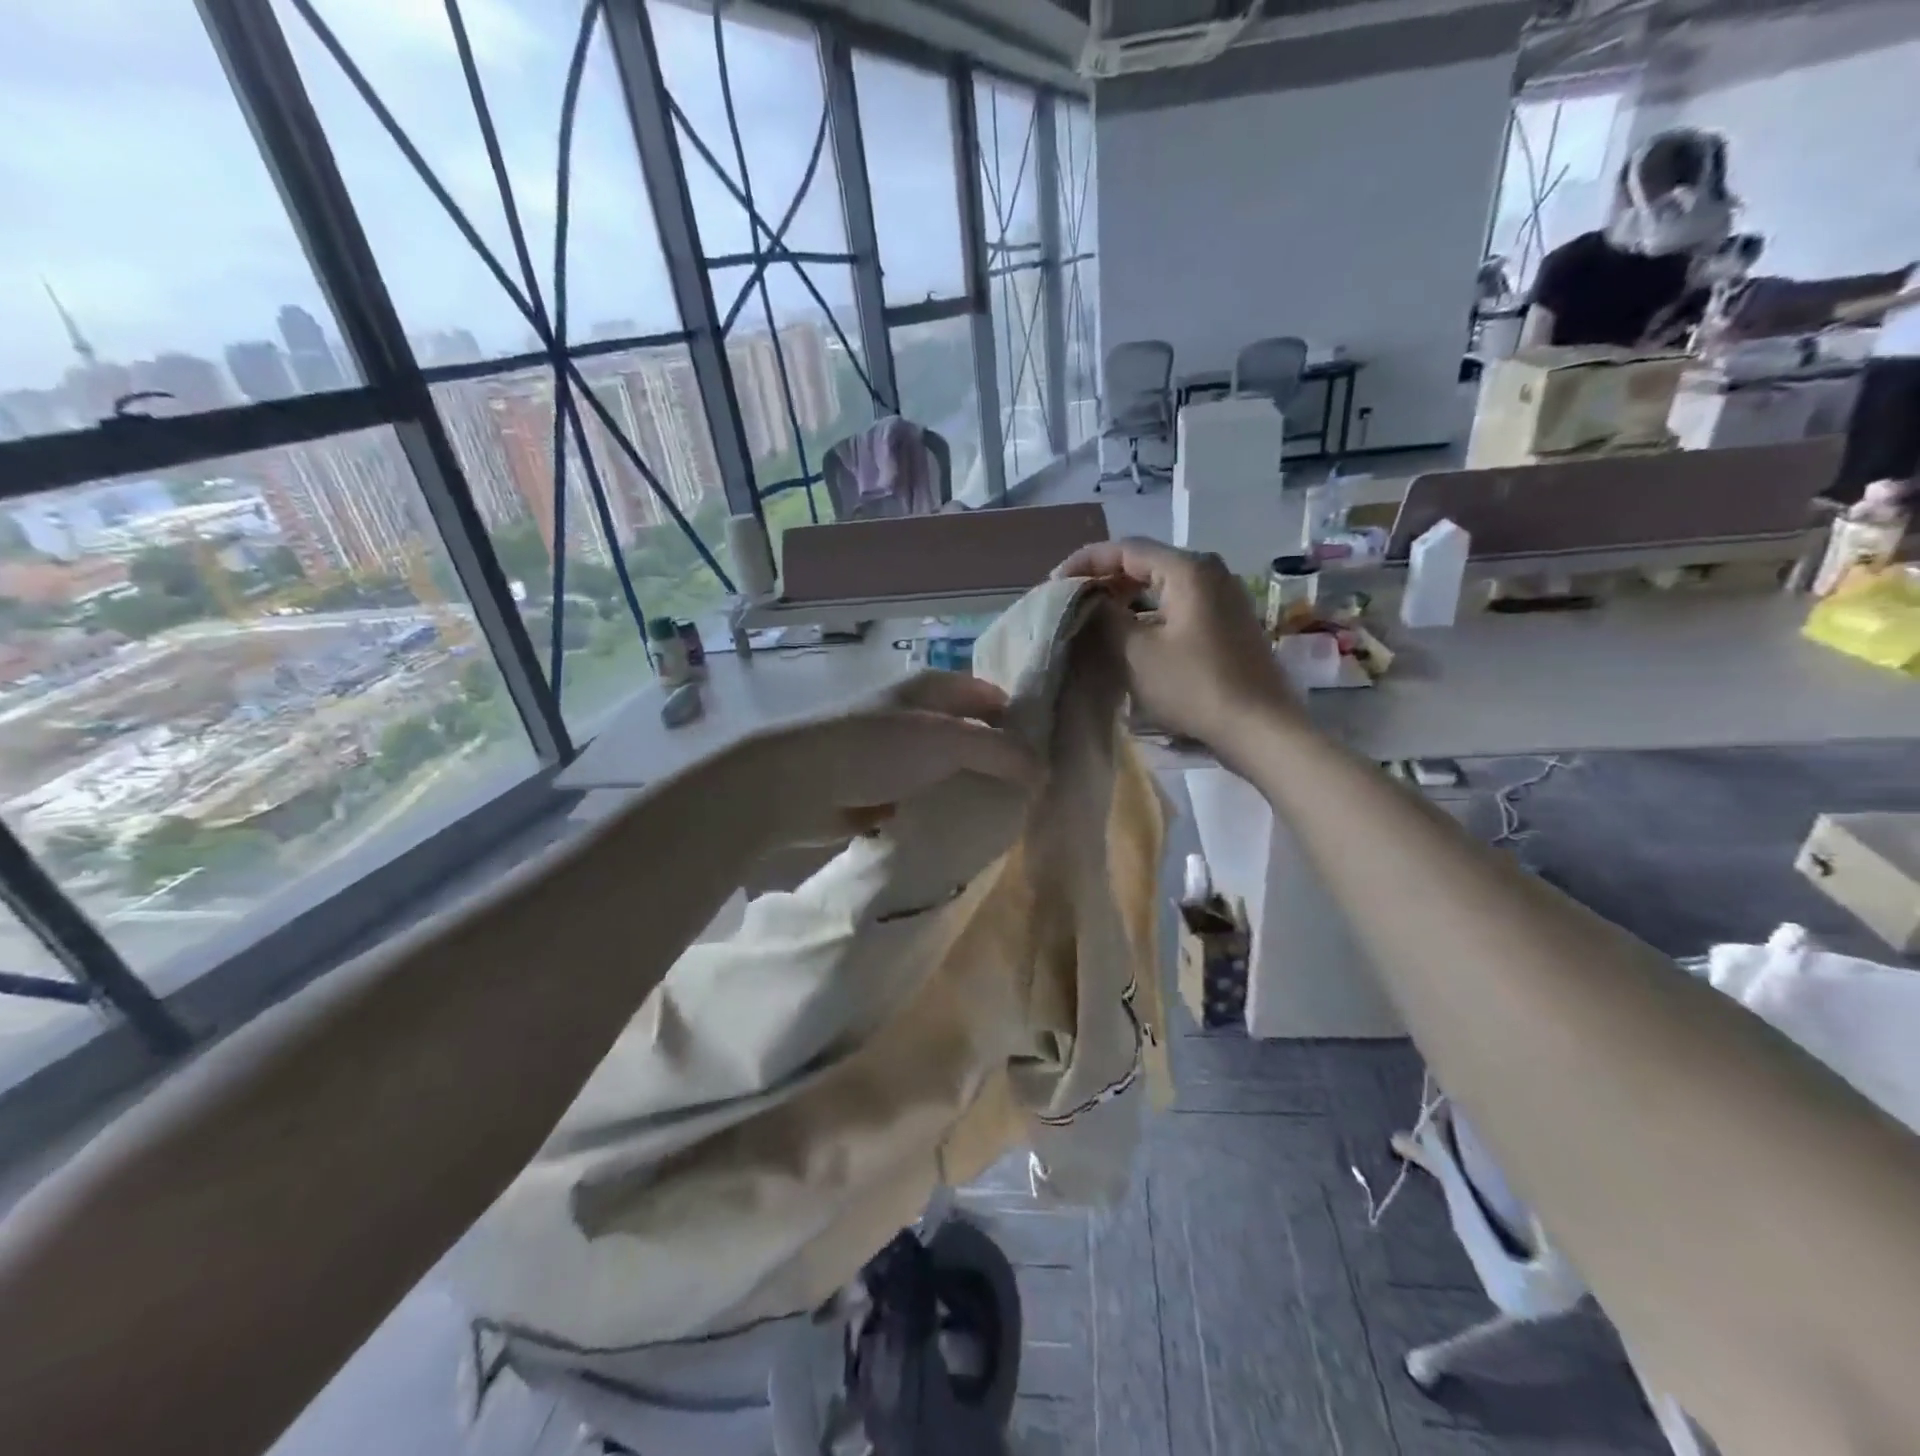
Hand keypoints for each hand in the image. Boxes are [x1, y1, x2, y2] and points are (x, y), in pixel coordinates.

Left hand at [748, 672, 1040, 844]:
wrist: (794, 785)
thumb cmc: (873, 748)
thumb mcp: (946, 741)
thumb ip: (1000, 752)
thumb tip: (1044, 771)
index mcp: (933, 688)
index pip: (992, 697)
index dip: (1022, 722)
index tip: (1052, 758)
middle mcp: (917, 715)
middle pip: (973, 735)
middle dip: (1000, 763)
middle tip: (1035, 797)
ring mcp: (897, 754)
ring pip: (950, 770)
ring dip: (972, 791)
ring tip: (1007, 820)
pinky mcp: (881, 790)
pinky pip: (925, 798)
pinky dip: (943, 811)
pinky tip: (965, 834)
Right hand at [1056, 538, 1301, 758]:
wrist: (1259, 727)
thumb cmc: (1195, 686)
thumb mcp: (1137, 652)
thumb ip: (1104, 618)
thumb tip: (1085, 600)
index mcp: (1188, 569)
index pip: (1125, 548)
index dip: (1085, 562)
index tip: (1054, 584)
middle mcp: (1209, 571)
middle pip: (1145, 562)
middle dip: (1104, 578)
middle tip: (1070, 602)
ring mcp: (1222, 596)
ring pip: (1161, 584)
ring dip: (1125, 597)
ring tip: (1093, 617)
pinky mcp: (1226, 621)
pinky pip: (1177, 603)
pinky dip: (1148, 611)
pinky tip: (1129, 633)